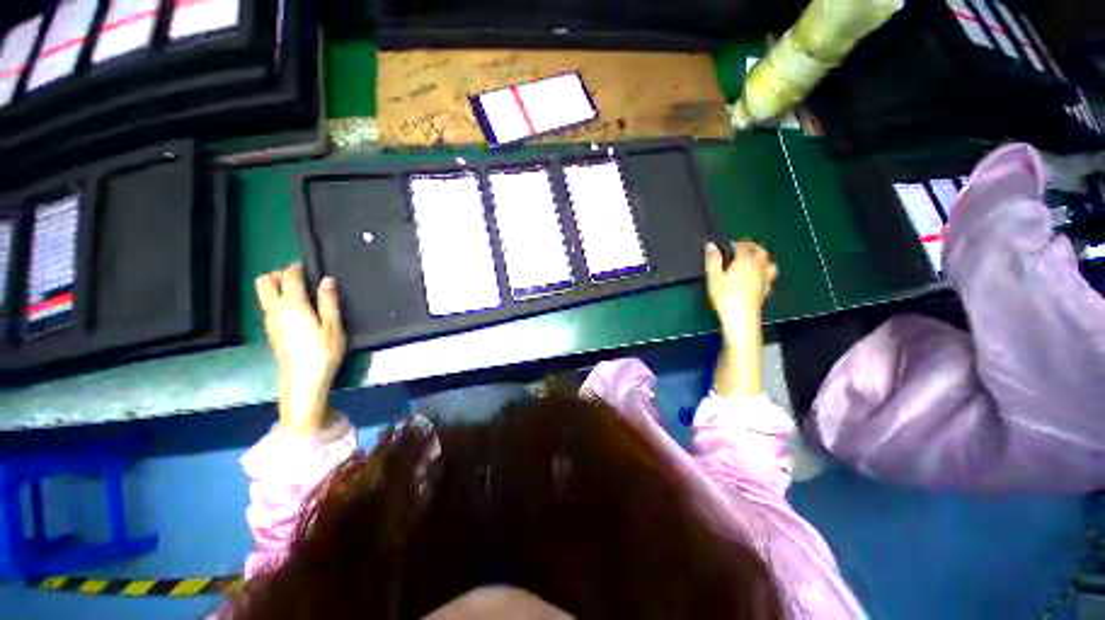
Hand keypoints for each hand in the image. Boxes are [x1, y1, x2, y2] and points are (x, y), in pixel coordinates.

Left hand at [255, 264, 346, 436]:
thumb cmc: (323, 352)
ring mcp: (270, 322)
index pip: (288, 277)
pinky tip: (299, 312)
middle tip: (299, 279)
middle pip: (263, 282)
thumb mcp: (333, 326)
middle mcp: (275, 310)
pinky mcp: (271, 332)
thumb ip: (329, 301)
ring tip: (303, 295)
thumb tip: (326, 280)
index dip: (296, 268)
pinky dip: (280, 301)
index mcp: (292, 305)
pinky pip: (270, 308)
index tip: (307, 266)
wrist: (303, 381)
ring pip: (265, 295)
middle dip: (278, 275)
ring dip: (278, 288)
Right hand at [705, 241, 777, 330]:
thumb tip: (711, 245)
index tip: (728, 245)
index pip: (743, 247)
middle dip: (752, 247)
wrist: (741, 316)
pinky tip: (759, 276)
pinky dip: (765, 272)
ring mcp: (764, 278)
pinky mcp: (766, 289)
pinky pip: (769, 276)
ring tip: (754, 260)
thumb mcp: (714, 277)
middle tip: (742, 249)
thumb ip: (713, 260)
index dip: (736, 243)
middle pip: (760, 252)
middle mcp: (757, 266)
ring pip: (769, 262)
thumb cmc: (725, 295)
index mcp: (744, 261)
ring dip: (762, 258)